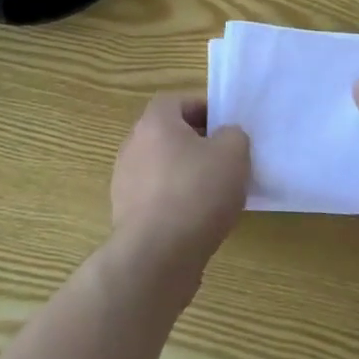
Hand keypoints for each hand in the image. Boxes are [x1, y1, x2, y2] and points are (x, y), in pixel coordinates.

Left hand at [111, 95, 250, 273]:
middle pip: (168, 134)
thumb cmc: (196, 193)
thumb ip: (233, 135)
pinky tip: (197, 220)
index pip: (178, 101)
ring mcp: (125, 181)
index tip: (226, 128)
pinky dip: (175, 202)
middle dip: (196, 143)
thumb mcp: (233, 154)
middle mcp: (133, 145)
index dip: (203, 109)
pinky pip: (156, 197)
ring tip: (214, 194)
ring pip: (162, 167)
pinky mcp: (126, 215)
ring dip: (185, 174)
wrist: (156, 256)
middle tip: (224, 159)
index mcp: (155, 122)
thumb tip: (224, 138)